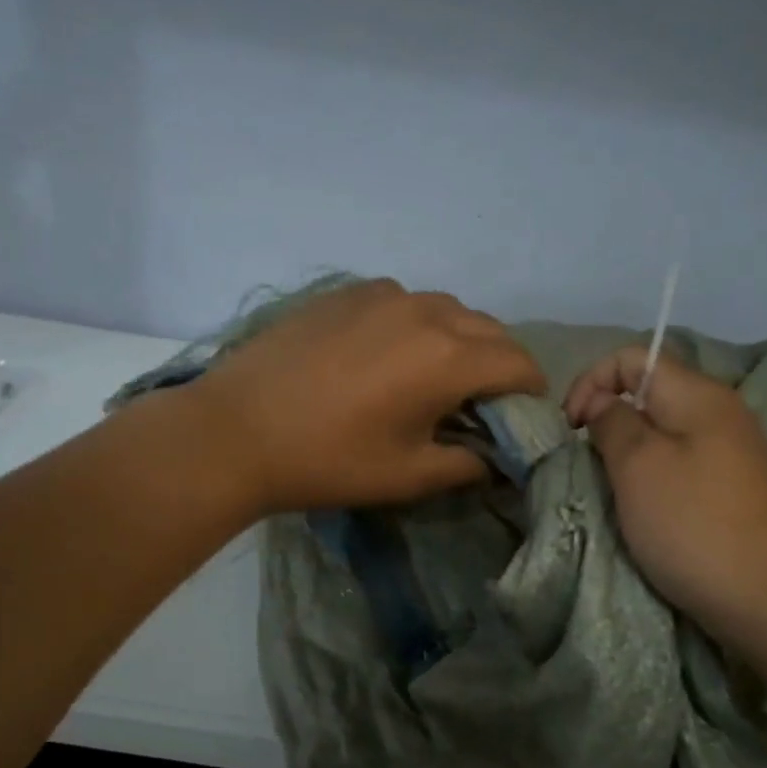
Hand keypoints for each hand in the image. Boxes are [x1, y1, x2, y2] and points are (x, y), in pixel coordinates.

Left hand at [194, 279, 546, 513]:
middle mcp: (426, 312)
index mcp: (448, 357)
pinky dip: (418, 325)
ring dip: (460, 341)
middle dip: (499, 365)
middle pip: (490, 331)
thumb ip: (468, 463)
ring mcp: (384, 295)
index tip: (521, 417)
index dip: (530, 393)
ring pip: (449, 310)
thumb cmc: (329, 461)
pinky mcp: (348, 292)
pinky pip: (406, 302)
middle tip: (481, 404)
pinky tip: (390, 355)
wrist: (236, 431)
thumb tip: (494, 457)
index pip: (519, 363)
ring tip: (436, 378)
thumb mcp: (409, 475)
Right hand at [564, 347, 766, 628]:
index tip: (572, 428)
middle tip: (590, 463)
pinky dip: (653, 476)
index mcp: (698, 394)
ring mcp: (731, 452)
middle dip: (608, 419)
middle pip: (648, 393)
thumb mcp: (637, 465)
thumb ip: (611, 422)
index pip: (633, 357)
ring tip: (613, 488)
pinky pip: (681, 463)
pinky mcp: (732, 488)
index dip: (591, 382)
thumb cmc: (692, 522)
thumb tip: (601, 402)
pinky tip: (646, 508)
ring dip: (628, 452)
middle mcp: (720, 412)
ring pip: (663, 431)